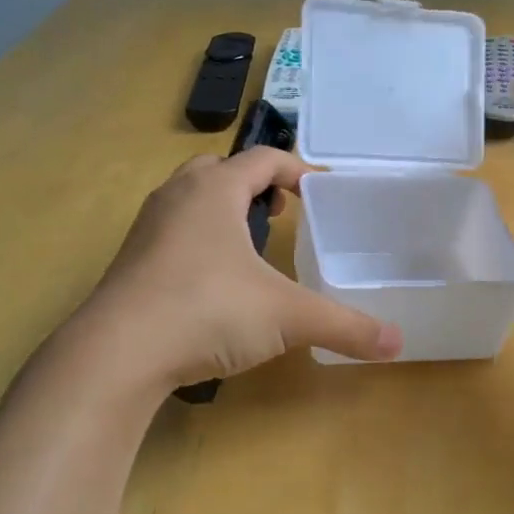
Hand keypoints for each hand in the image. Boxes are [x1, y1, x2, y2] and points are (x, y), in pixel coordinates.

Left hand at [80, 148, 401, 388]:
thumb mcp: (287, 317)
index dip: (297, 170)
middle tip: (283, 213)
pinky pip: (171, 231)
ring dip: (223, 209)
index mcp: (215, 190)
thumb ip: (346, 326)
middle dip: (255, 184)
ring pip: (190, 198)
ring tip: (251, 244)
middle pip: (220, 169)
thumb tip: (398, 344)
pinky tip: (214, 281)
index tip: (321, 193)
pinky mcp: (129, 261)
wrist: (116, 354)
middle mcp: (177, 197)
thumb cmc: (208, 311)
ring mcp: (147, 228)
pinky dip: (198, 239)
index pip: (263, 159)